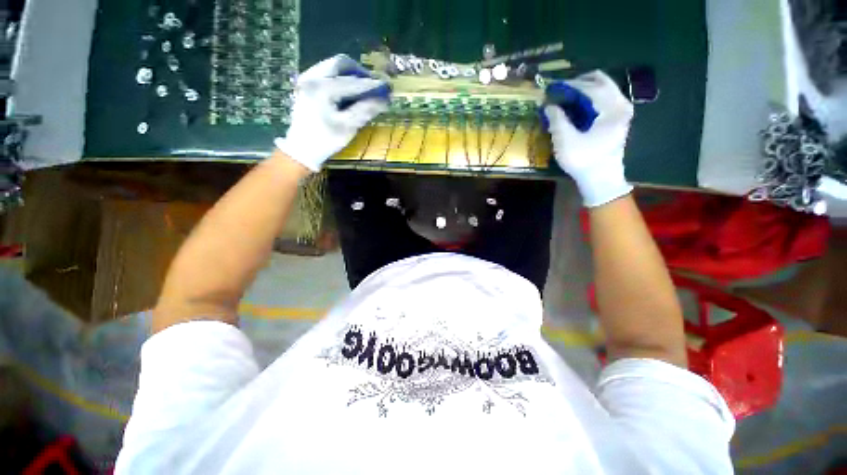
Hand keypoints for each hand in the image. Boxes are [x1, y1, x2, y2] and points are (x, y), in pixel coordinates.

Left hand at [275, 54, 388, 171]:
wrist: (301, 149)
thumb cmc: (326, 140)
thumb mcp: (348, 127)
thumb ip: (365, 110)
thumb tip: (384, 99)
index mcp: (323, 88)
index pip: (353, 81)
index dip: (372, 85)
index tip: (387, 88)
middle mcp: (313, 77)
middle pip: (340, 64)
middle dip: (359, 73)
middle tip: (372, 86)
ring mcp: (307, 79)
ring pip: (332, 67)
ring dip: (350, 75)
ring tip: (362, 90)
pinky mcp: (306, 85)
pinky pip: (326, 73)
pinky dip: (340, 78)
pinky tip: (347, 92)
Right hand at [544, 71, 633, 207]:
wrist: (601, 180)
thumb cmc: (584, 160)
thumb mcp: (565, 141)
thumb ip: (557, 119)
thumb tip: (548, 105)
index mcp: (611, 108)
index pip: (589, 87)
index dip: (569, 86)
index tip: (552, 87)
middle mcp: (621, 104)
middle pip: (601, 82)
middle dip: (579, 83)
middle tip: (560, 90)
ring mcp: (622, 112)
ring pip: (604, 89)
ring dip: (585, 91)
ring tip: (566, 98)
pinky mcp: (619, 120)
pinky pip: (605, 99)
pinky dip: (591, 99)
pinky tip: (577, 107)